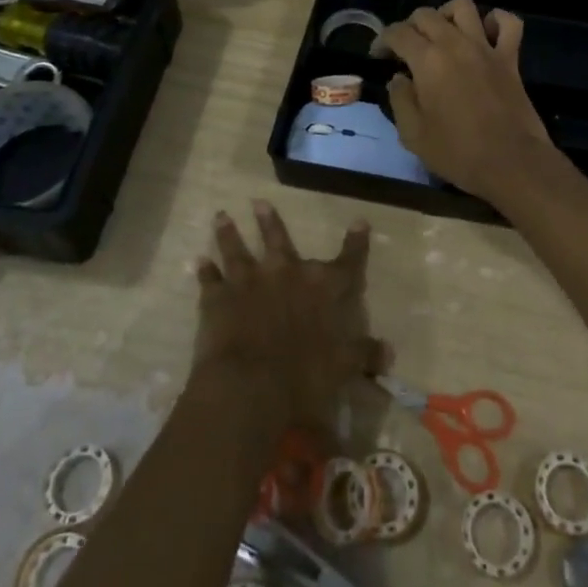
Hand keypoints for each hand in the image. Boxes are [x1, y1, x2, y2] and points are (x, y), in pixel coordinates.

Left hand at [195, 202, 384, 426]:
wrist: (250, 385)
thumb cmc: (305, 376)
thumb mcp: (344, 368)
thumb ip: (365, 354)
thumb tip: (388, 352)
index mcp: (322, 287)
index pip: (348, 261)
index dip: (356, 242)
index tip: (359, 221)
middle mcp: (286, 273)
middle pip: (279, 240)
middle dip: (270, 221)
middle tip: (259, 202)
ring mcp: (249, 281)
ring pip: (238, 249)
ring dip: (229, 233)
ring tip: (221, 216)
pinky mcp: (218, 298)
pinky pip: (209, 280)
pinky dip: (204, 271)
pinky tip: (198, 262)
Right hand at [379, 0, 557, 203]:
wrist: (512, 163)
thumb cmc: (457, 152)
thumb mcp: (413, 134)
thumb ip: (400, 99)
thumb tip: (399, 79)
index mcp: (428, 61)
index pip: (398, 33)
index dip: (382, 40)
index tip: (378, 55)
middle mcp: (455, 44)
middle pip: (427, 14)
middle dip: (410, 26)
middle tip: (406, 49)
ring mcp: (486, 48)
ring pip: (464, 6)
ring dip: (447, 14)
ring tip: (441, 33)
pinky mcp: (510, 58)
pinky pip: (509, 23)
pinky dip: (496, 20)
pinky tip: (485, 32)